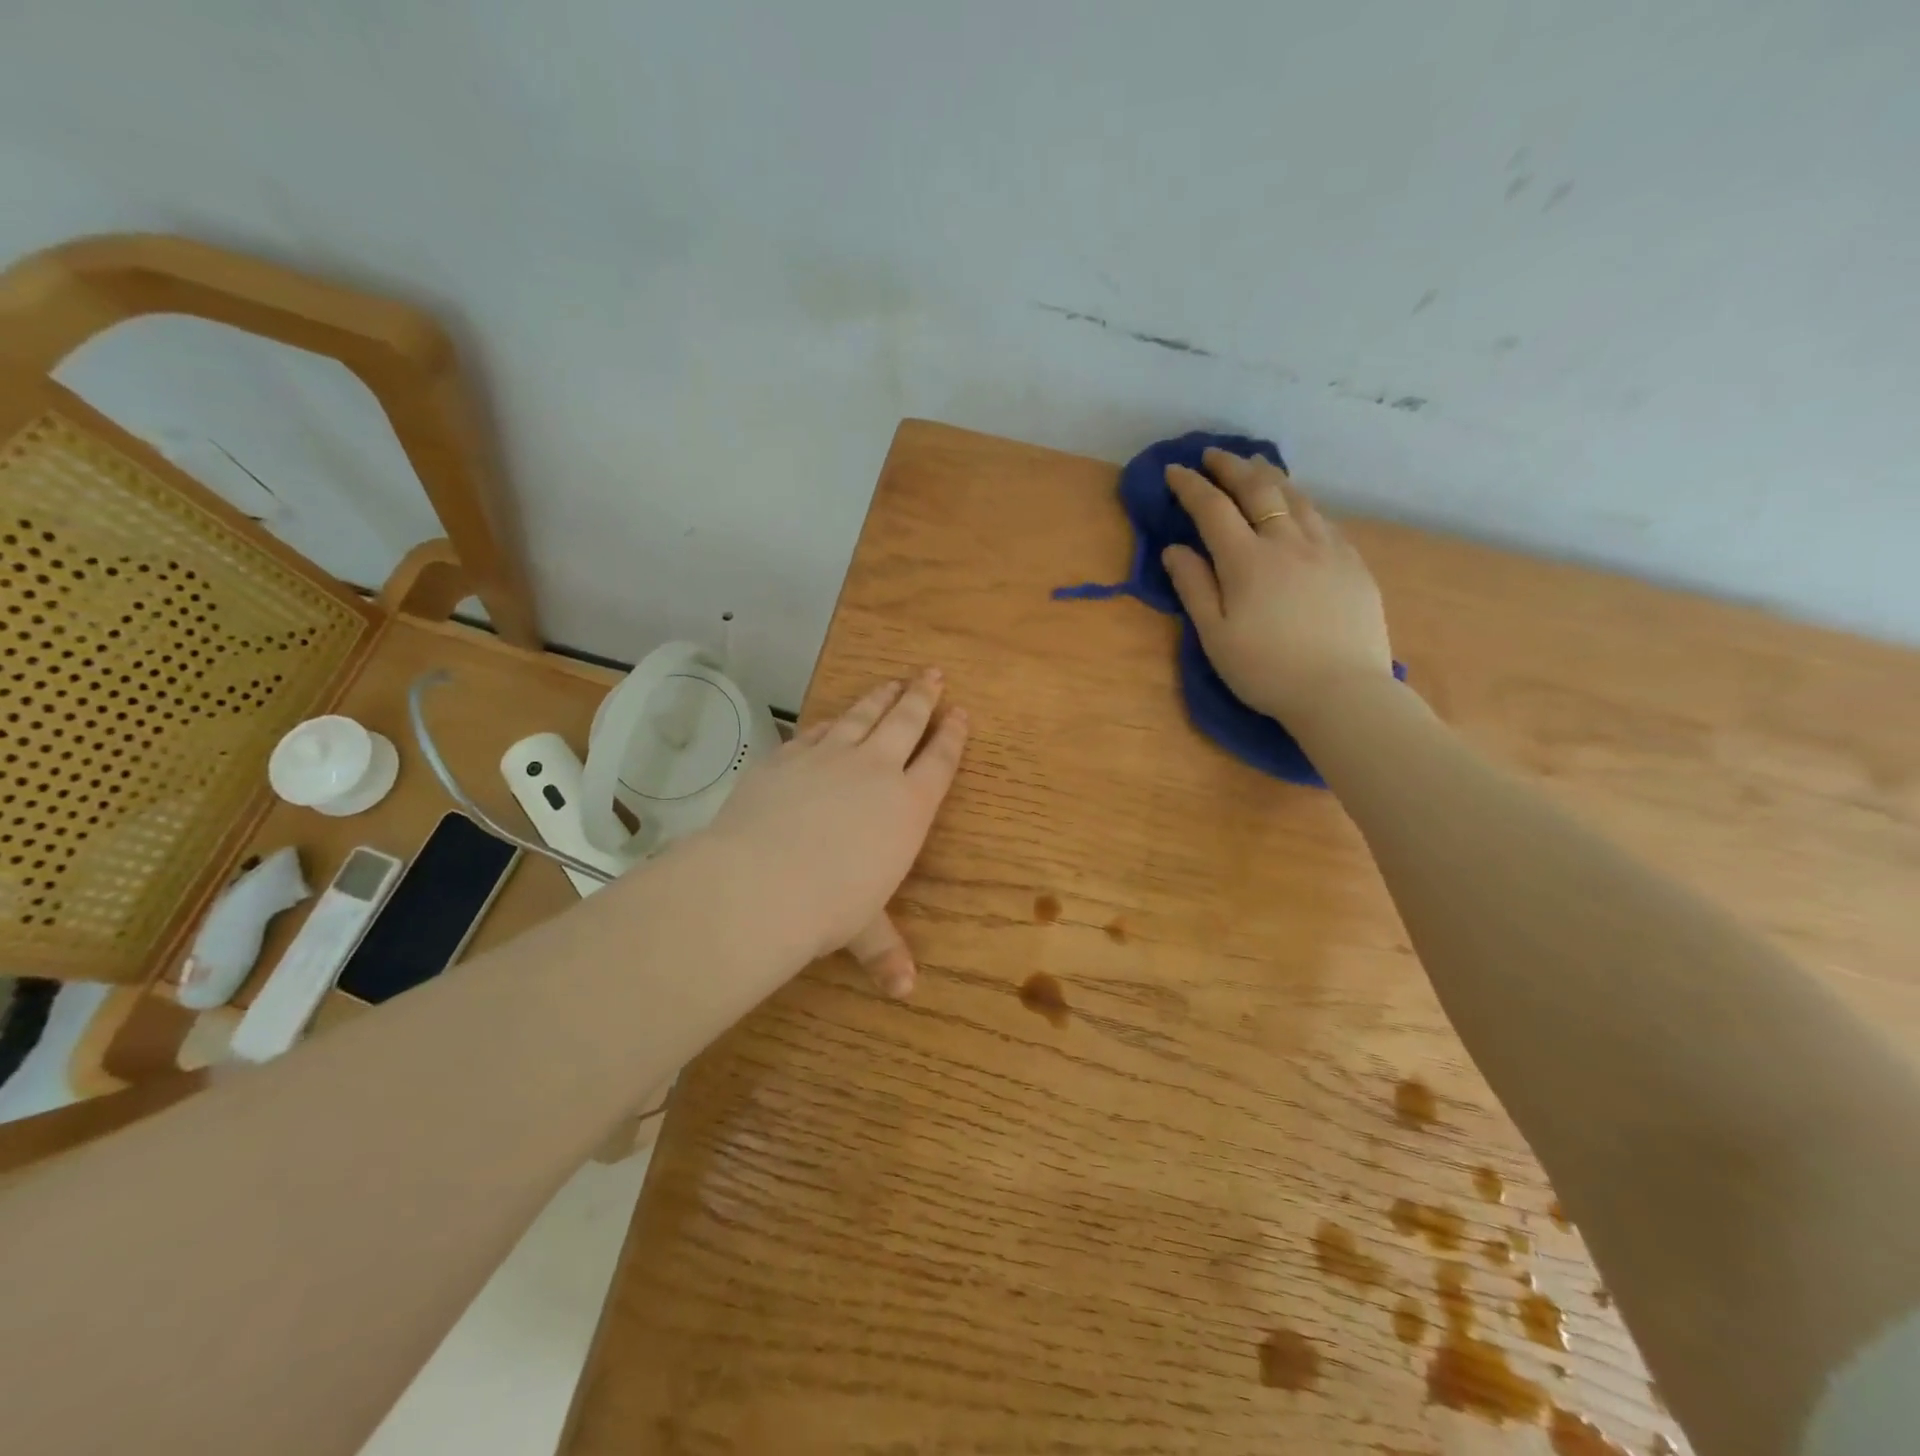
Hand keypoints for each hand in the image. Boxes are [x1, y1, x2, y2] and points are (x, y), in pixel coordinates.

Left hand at [699, 669, 967, 997]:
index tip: (960, 712)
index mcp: (908, 807)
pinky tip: (834, 717)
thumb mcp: (863, 930)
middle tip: (932, 674)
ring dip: (882, 696)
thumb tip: (905, 992)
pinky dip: (832, 720)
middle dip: (922, 697)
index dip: (952, 735)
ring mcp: (831, 756)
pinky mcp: (790, 755)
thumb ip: (885, 950)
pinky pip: (818, 729)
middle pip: (906, 722)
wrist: (763, 880)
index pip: (939, 761)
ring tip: (895, 680)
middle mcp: (876, 771)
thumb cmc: (830, 906)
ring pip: (864, 715)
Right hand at [1161, 448, 1392, 726]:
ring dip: (1269, 476)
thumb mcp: (1215, 636)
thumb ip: (1194, 587)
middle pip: (1258, 489)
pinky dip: (1300, 502)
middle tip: (1214, 455)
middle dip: (1232, 467)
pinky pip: (1322, 518)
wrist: (1342, 692)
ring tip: (1254, 467)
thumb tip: (1175, 549)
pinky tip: (1297, 506)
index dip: (1191, 487)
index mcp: (1247, 560)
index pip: (1213, 509)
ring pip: (1296, 497)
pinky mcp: (1353, 562)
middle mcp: (1287, 541)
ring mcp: (1326, 548)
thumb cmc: (1266, 671)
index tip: (1174, 471)